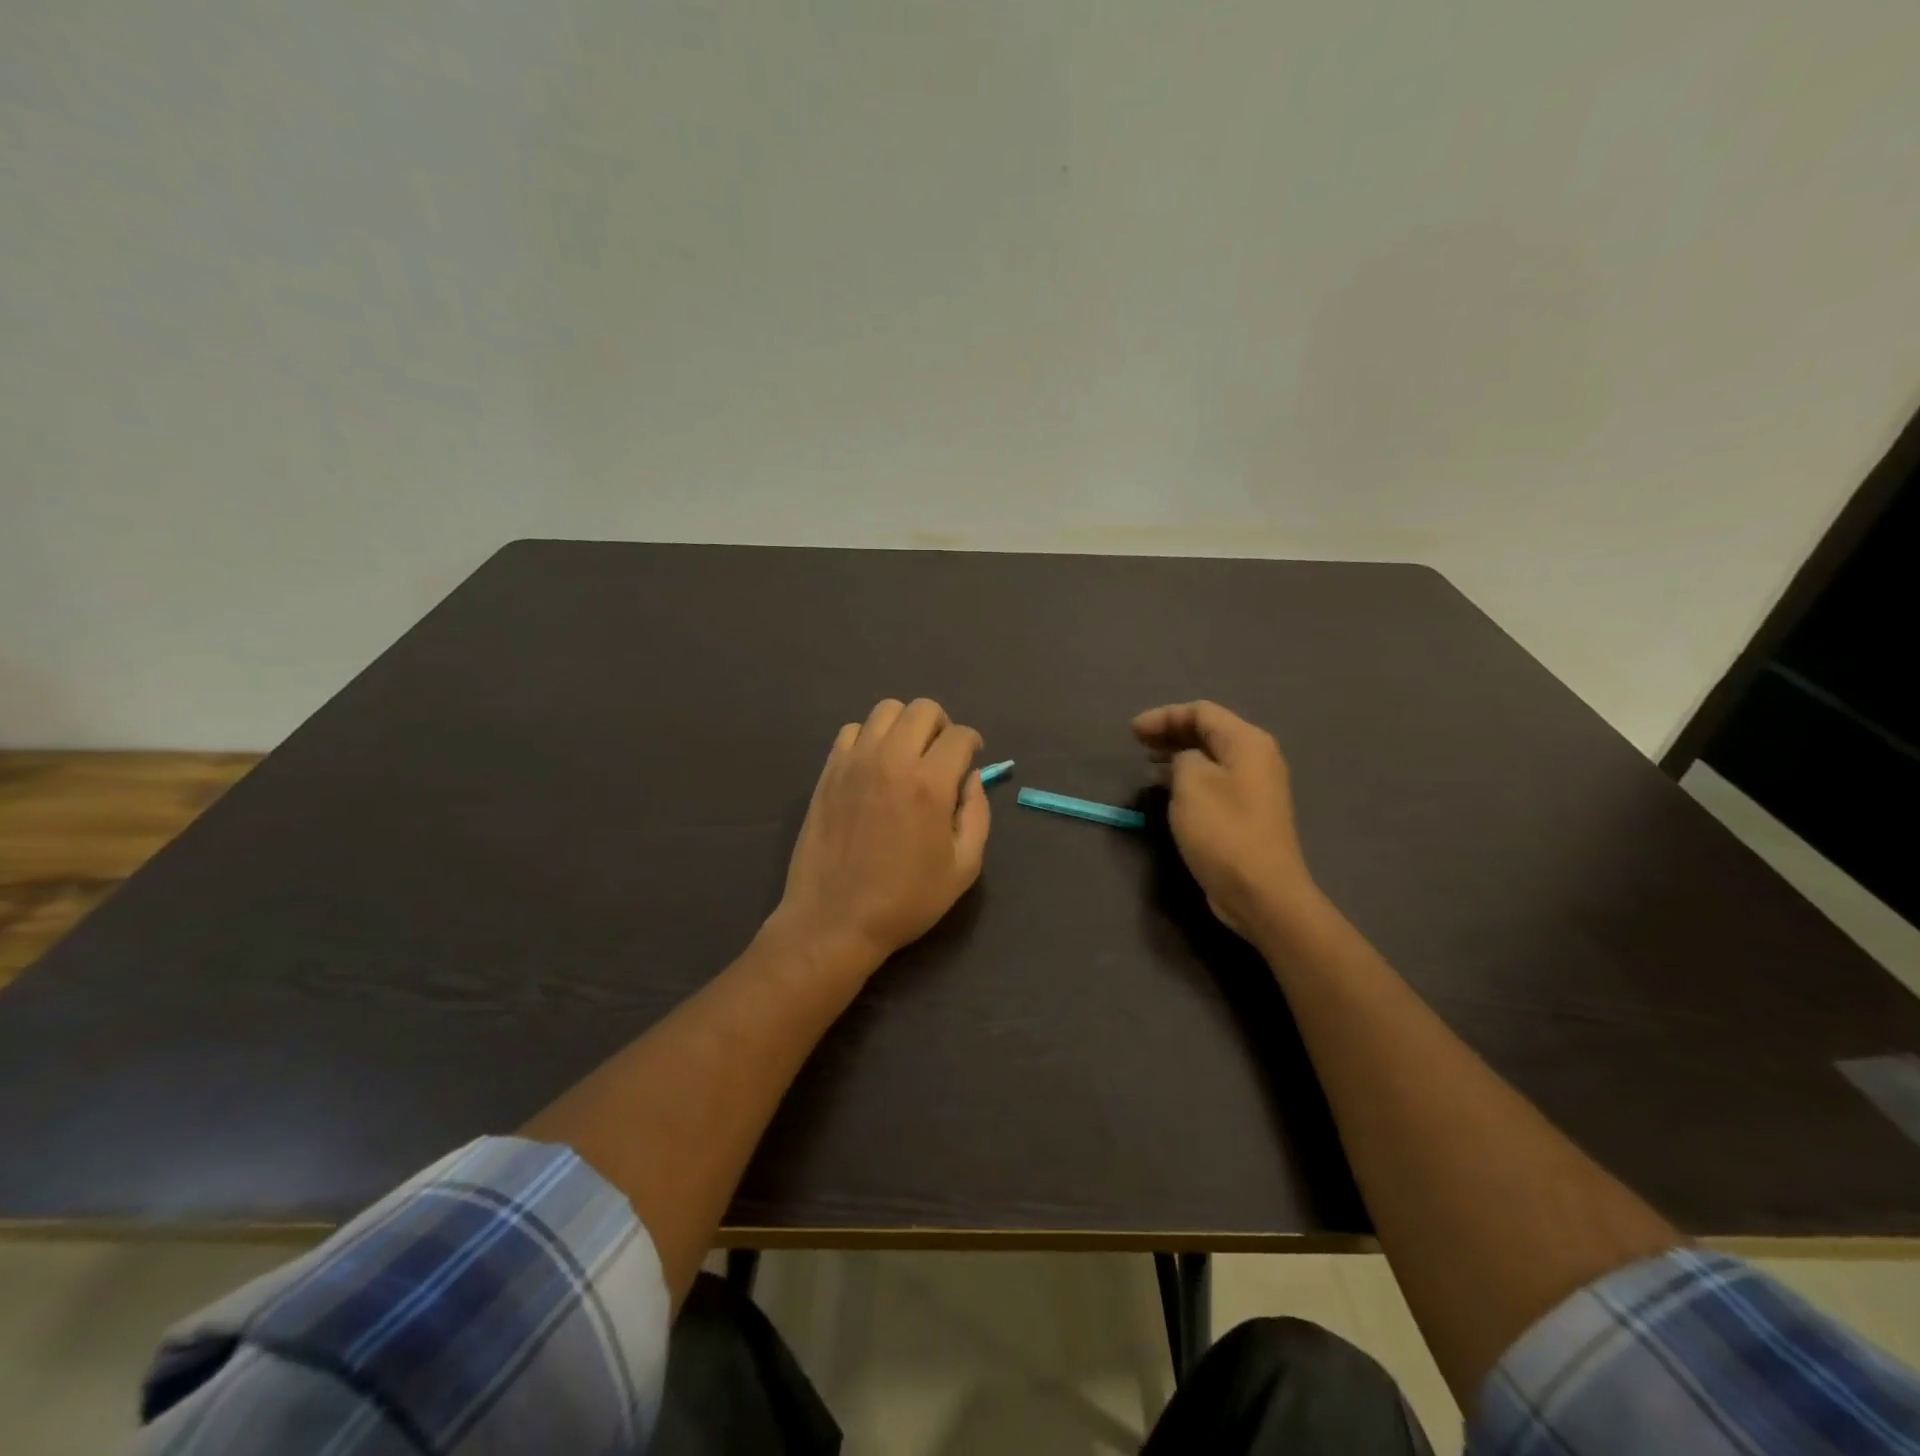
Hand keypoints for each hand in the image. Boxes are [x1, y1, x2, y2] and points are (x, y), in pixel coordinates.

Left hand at [772, 698, 990, 972]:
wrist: (834, 920)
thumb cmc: (905, 901)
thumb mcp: (963, 868)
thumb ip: (977, 814)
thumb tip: (971, 778)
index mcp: (929, 784)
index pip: (960, 735)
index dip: (973, 744)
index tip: (971, 760)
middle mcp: (891, 760)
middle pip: (923, 709)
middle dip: (942, 726)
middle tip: (942, 756)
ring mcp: (854, 762)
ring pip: (886, 710)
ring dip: (905, 725)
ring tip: (907, 755)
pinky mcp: (828, 772)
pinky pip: (852, 731)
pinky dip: (870, 738)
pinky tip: (874, 766)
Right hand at [1132, 700, 1317, 939]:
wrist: (1261, 891)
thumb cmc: (1223, 831)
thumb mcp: (1192, 782)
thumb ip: (1183, 757)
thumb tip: (1184, 760)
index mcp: (1247, 742)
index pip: (1201, 712)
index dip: (1164, 716)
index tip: (1132, 732)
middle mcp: (1257, 757)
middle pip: (1209, 731)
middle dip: (1171, 732)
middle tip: (1138, 743)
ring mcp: (1256, 786)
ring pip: (1211, 757)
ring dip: (1179, 755)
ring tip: (1148, 763)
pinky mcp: (1248, 812)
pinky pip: (1215, 780)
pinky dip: (1190, 776)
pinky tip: (1168, 788)